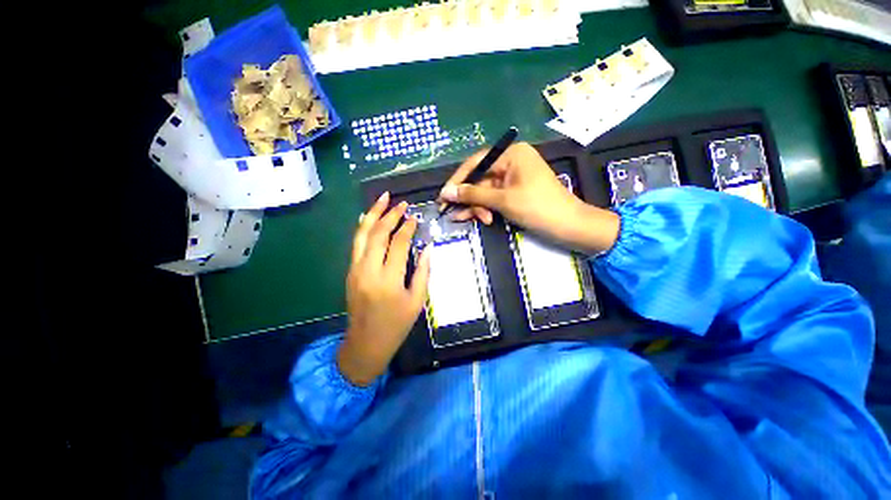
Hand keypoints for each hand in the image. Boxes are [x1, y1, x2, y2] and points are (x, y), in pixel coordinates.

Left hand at [337, 192, 430, 386]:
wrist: (366, 343)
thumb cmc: (396, 324)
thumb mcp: (417, 300)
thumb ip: (423, 271)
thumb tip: (428, 247)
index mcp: (389, 280)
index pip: (398, 243)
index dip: (407, 227)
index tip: (414, 217)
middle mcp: (368, 270)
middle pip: (377, 234)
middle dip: (390, 215)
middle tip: (401, 203)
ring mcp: (355, 270)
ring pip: (362, 235)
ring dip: (372, 214)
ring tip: (382, 199)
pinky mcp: (350, 272)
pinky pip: (356, 244)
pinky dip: (363, 228)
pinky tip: (368, 218)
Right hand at [437, 142, 619, 253]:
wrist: (568, 227)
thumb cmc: (537, 208)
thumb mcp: (502, 200)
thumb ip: (473, 195)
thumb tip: (446, 192)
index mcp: (511, 154)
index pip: (476, 163)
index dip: (458, 180)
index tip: (443, 195)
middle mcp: (511, 162)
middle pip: (479, 179)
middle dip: (467, 198)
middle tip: (450, 213)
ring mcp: (512, 179)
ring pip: (484, 191)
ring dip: (475, 206)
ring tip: (463, 220)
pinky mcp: (514, 193)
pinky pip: (493, 199)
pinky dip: (485, 209)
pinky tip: (478, 219)